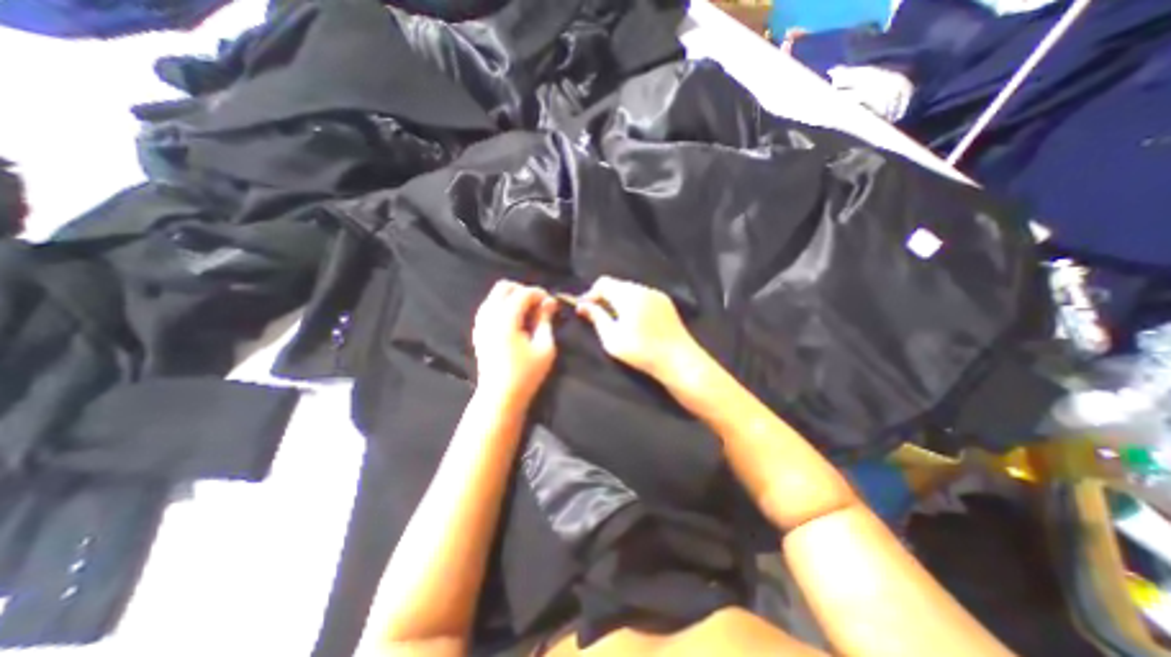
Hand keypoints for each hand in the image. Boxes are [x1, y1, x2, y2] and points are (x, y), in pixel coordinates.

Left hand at [471, 277, 555, 402]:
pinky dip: (502, 307)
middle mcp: (489, 316)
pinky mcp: (478, 332)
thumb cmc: (526, 374)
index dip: (540, 293)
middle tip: (538, 305)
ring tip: (528, 313)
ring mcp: (480, 323)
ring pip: (494, 296)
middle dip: (523, 291)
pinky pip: (488, 307)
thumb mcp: (544, 348)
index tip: (552, 303)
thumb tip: (549, 302)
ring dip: (512, 298)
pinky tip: (514, 322)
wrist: (500, 396)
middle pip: (504, 287)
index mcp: (506, 320)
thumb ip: (545, 321)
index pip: (523, 293)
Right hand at [575, 274, 703, 381]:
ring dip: (619, 301)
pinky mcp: (667, 304)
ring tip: (616, 320)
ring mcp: (658, 295)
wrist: (679, 361)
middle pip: (618, 285)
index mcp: (629, 294)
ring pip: (632, 290)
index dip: (591, 294)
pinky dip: (634, 304)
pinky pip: (644, 297)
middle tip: (598, 316)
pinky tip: (635, 321)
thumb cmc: (642, 351)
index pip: (603, 282)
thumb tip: (582, 306)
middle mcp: (644, 289)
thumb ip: (597, 318)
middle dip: (605, 297)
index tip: (585, 310)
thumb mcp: (612, 338)